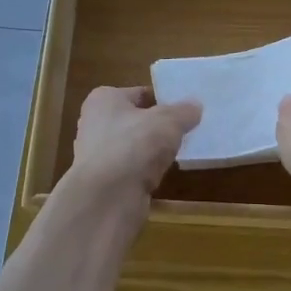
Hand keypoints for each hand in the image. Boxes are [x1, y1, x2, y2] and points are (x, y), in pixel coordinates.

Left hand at [67, 86, 201, 205]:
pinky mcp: (104, 181)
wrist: (107, 197)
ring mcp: (97, 154)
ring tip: (178, 153)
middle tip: (186, 130)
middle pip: (135, 120)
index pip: (139, 93)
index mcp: (104, 99)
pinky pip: (132, 170)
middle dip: (158, 126)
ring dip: (152, 151)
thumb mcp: (168, 121)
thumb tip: (195, 106)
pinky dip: (146, 172)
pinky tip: (162, 175)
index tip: (185, 109)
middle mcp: (95, 123)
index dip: (163, 99)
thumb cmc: (134, 145)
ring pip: (133, 147)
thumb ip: (184, 111)